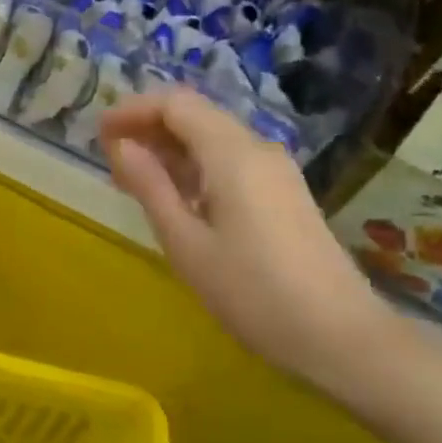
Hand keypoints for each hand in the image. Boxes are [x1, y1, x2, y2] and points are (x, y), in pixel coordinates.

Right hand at [100, 89, 394, 392]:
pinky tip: (176, 197)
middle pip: (195, 115)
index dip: (133, 110)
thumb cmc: (253, 293)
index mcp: (232, 153)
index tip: (99, 133)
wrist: (342, 338)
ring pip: (213, 137)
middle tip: (110, 157)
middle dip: (149, 127)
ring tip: (133, 179)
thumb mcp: (186, 243)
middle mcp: (257, 148)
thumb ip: (150, 186)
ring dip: (171, 148)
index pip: (175, 103)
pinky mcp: (284, 193)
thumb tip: (121, 145)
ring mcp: (276, 170)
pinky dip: (196, 167)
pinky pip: (230, 160)